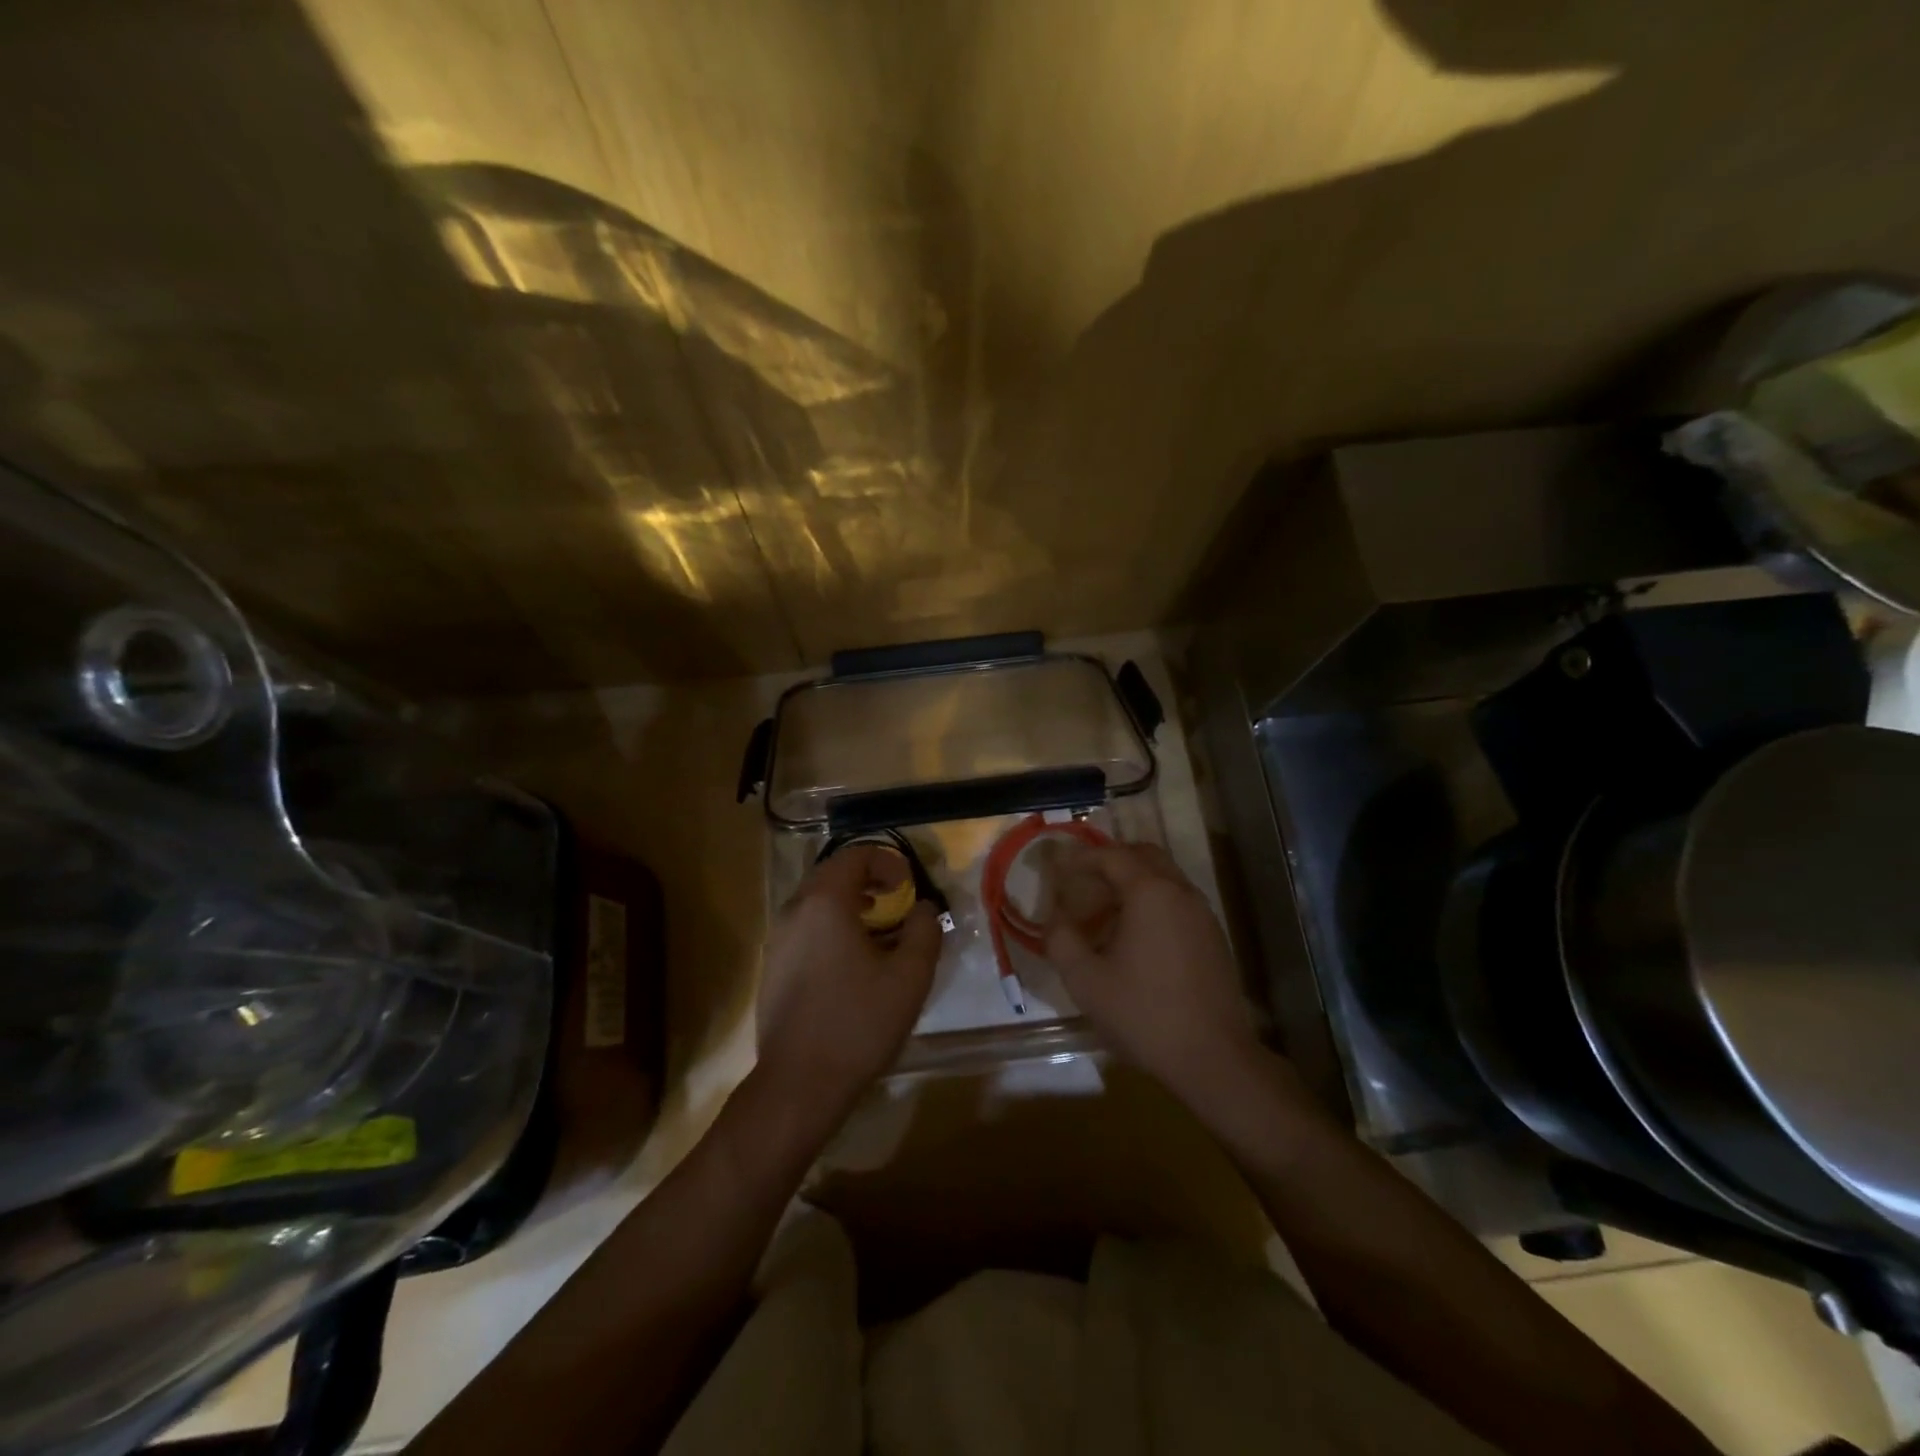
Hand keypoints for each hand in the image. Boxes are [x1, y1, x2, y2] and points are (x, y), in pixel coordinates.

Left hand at [756, 844, 940, 1121]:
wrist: (799, 1083)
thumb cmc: (859, 1022)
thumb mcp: (910, 975)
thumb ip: (924, 930)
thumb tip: (923, 907)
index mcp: (825, 902)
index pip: (855, 855)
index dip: (887, 862)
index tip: (909, 885)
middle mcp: (794, 911)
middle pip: (832, 874)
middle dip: (868, 879)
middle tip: (896, 900)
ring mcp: (778, 939)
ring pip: (816, 902)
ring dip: (849, 903)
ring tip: (878, 930)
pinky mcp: (772, 967)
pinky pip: (805, 928)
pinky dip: (831, 926)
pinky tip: (851, 962)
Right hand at [1042, 842, 1263, 1104]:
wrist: (1213, 1058)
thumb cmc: (1143, 1013)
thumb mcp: (1085, 980)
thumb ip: (1061, 939)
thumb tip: (1054, 918)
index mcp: (1150, 892)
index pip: (1111, 856)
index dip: (1082, 859)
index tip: (1060, 871)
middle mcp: (1181, 892)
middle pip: (1144, 855)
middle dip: (1111, 861)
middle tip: (1084, 882)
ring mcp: (1203, 915)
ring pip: (1165, 878)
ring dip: (1134, 883)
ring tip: (1105, 912)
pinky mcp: (1214, 938)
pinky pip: (1178, 902)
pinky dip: (1154, 903)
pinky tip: (1135, 938)